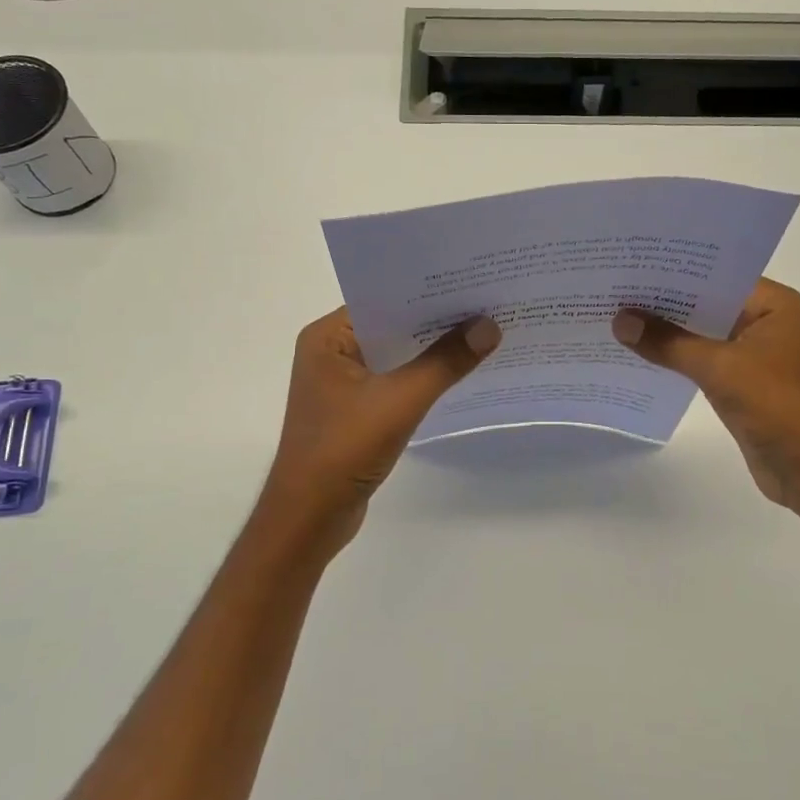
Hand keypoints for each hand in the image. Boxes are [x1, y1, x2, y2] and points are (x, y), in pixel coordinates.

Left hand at [259, 308, 500, 553]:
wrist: (310, 519)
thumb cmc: (344, 449)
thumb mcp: (400, 400)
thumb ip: (445, 362)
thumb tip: (489, 325)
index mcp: (327, 337)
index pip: (383, 299)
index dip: (427, 291)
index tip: (471, 281)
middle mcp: (331, 352)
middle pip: (392, 325)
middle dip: (437, 320)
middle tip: (488, 303)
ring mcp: (343, 383)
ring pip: (397, 355)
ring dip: (433, 350)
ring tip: (483, 333)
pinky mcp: (356, 409)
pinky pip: (396, 380)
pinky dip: (424, 377)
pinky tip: (460, 373)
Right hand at [612, 278, 799, 510]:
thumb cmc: (777, 404)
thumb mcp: (719, 367)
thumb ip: (668, 343)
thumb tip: (620, 320)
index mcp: (772, 304)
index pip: (716, 275)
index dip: (675, 271)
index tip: (632, 263)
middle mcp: (763, 321)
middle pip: (705, 303)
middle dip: (663, 301)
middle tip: (614, 288)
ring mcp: (752, 354)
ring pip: (700, 333)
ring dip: (666, 331)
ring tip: (616, 315)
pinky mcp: (740, 383)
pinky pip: (700, 361)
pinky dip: (674, 358)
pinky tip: (637, 353)